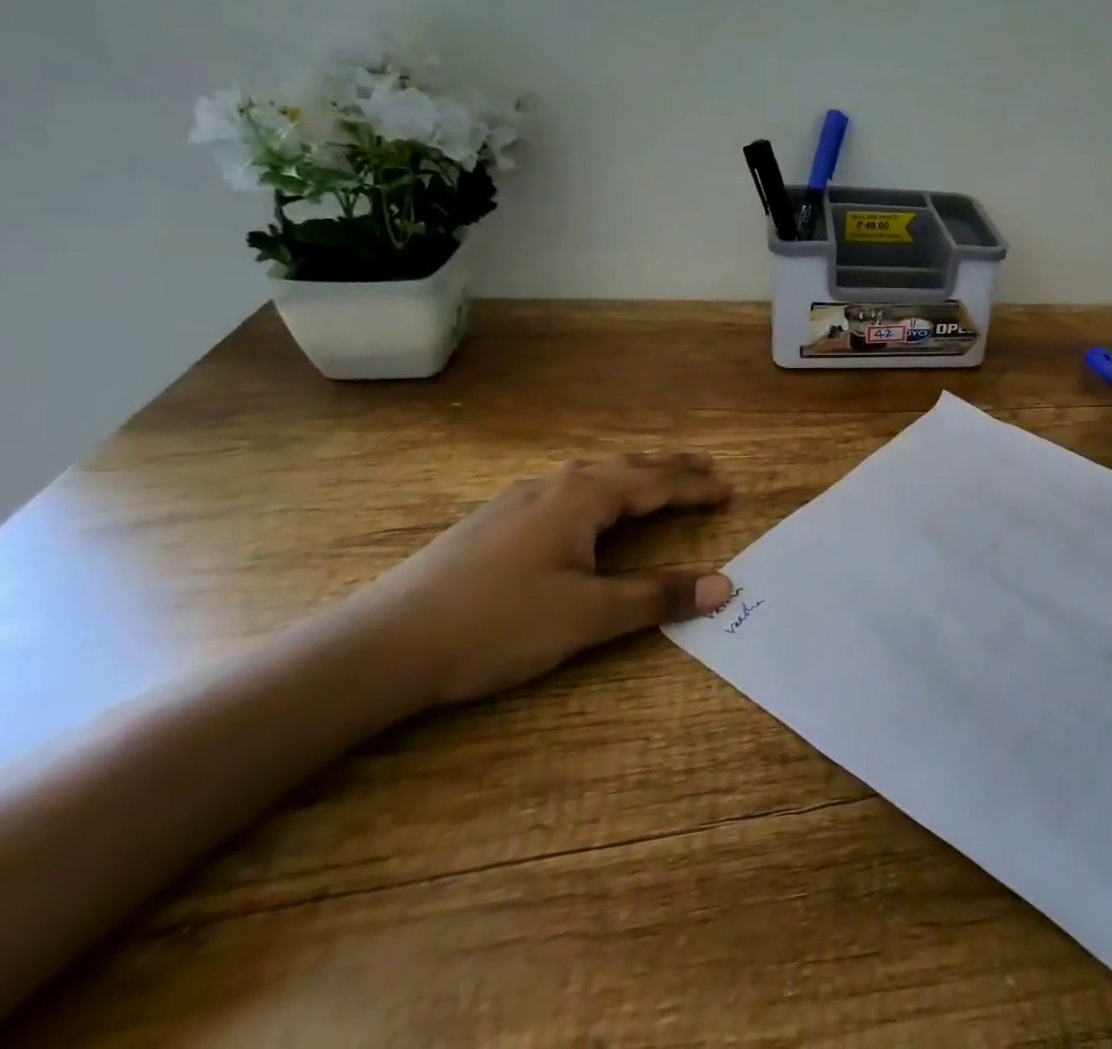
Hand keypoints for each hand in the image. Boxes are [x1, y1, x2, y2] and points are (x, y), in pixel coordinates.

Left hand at [356, 453, 734, 706]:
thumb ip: (656, 597)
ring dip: (634, 474)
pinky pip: (567, 488)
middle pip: (627, 468)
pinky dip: (601, 487)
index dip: (696, 486)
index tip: (730, 487)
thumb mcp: (587, 616)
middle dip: (671, 468)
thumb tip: (724, 585)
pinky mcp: (494, 520)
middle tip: (707, 467)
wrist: (382, 646)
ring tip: (657, 479)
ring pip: (593, 475)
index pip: (656, 483)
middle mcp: (555, 485)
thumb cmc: (496, 625)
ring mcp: (519, 499)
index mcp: (583, 497)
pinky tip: (587, 505)